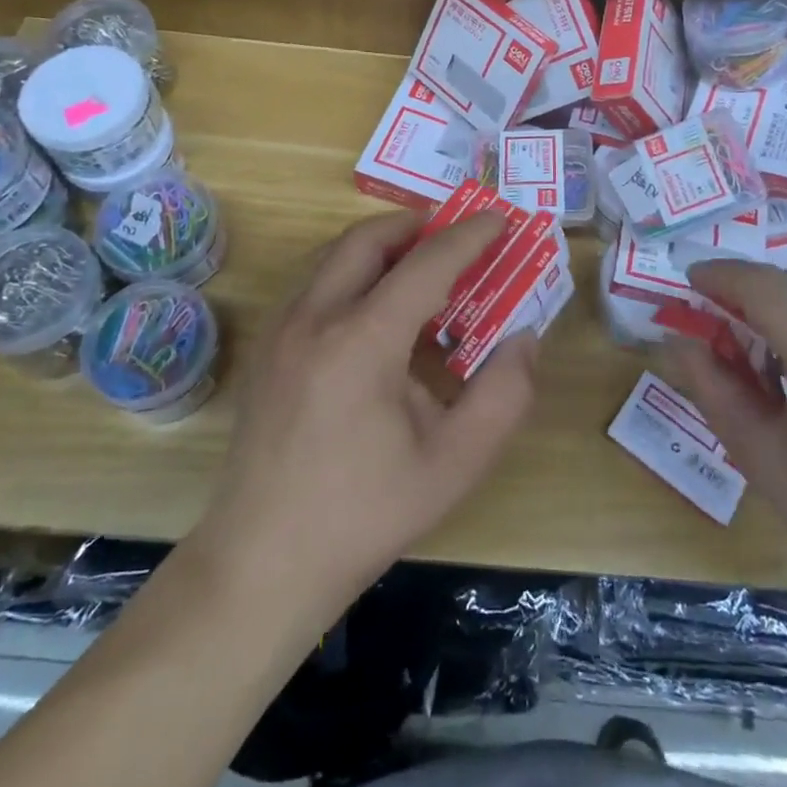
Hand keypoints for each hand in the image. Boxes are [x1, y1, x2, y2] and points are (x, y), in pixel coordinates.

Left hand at [190, 209, 537, 625]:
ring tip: (420, 269)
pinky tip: (376, 315)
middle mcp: (314, 318)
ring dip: (381, 247)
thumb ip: (503, 396)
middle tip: (455, 239)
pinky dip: (352, 272)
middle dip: (417, 226)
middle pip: (368, 239)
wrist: (261, 566)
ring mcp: (281, 331)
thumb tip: (525, 339)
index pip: (426, 263)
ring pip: (334, 256)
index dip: (468, 237)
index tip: (500, 219)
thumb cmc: (364, 516)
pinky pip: (315, 283)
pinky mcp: (267, 349)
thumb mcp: (453, 465)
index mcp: (362, 341)